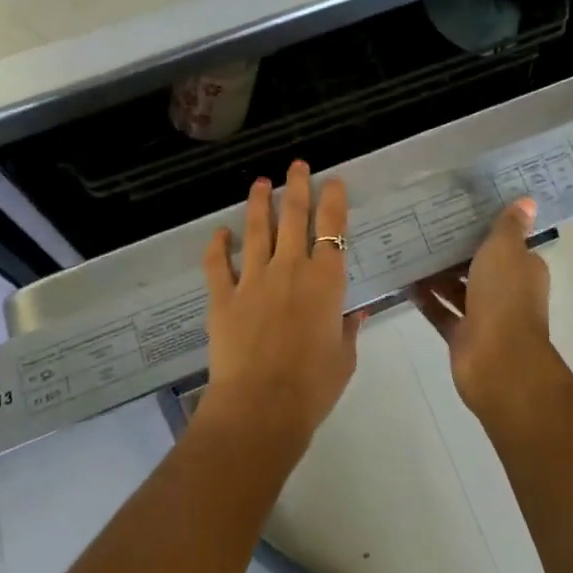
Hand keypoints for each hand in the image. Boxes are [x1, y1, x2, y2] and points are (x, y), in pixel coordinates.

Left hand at [201, 161, 360, 455]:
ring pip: (257, 230)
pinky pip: (218, 264)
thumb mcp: (344, 359)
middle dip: (296, 187)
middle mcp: (290, 269)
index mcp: (325, 281)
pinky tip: (219, 232)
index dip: (333, 200)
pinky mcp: (223, 297)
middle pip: (294, 217)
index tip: (332, 181)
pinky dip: (218, 246)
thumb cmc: (312, 387)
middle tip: (296, 165)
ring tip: (260, 183)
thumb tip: (354, 315)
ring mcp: (253, 280)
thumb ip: (347, 331)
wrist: (261, 407)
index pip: (332, 229)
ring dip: (259, 203)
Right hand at [414, 197, 563, 423]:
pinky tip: (405, 281)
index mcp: (523, 270)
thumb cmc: (504, 297)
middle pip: (481, 266)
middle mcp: (507, 291)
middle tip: (426, 225)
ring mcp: (484, 316)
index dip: (488, 229)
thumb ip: (509, 226)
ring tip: (410, 249)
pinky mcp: (463, 336)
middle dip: (458, 250)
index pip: (508, 244)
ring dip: (439, 274)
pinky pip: (441, 312)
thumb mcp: (506, 250)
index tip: (462, 210)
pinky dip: (427, 299)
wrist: (498, 361)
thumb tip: (528, 200)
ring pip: (459, 289)